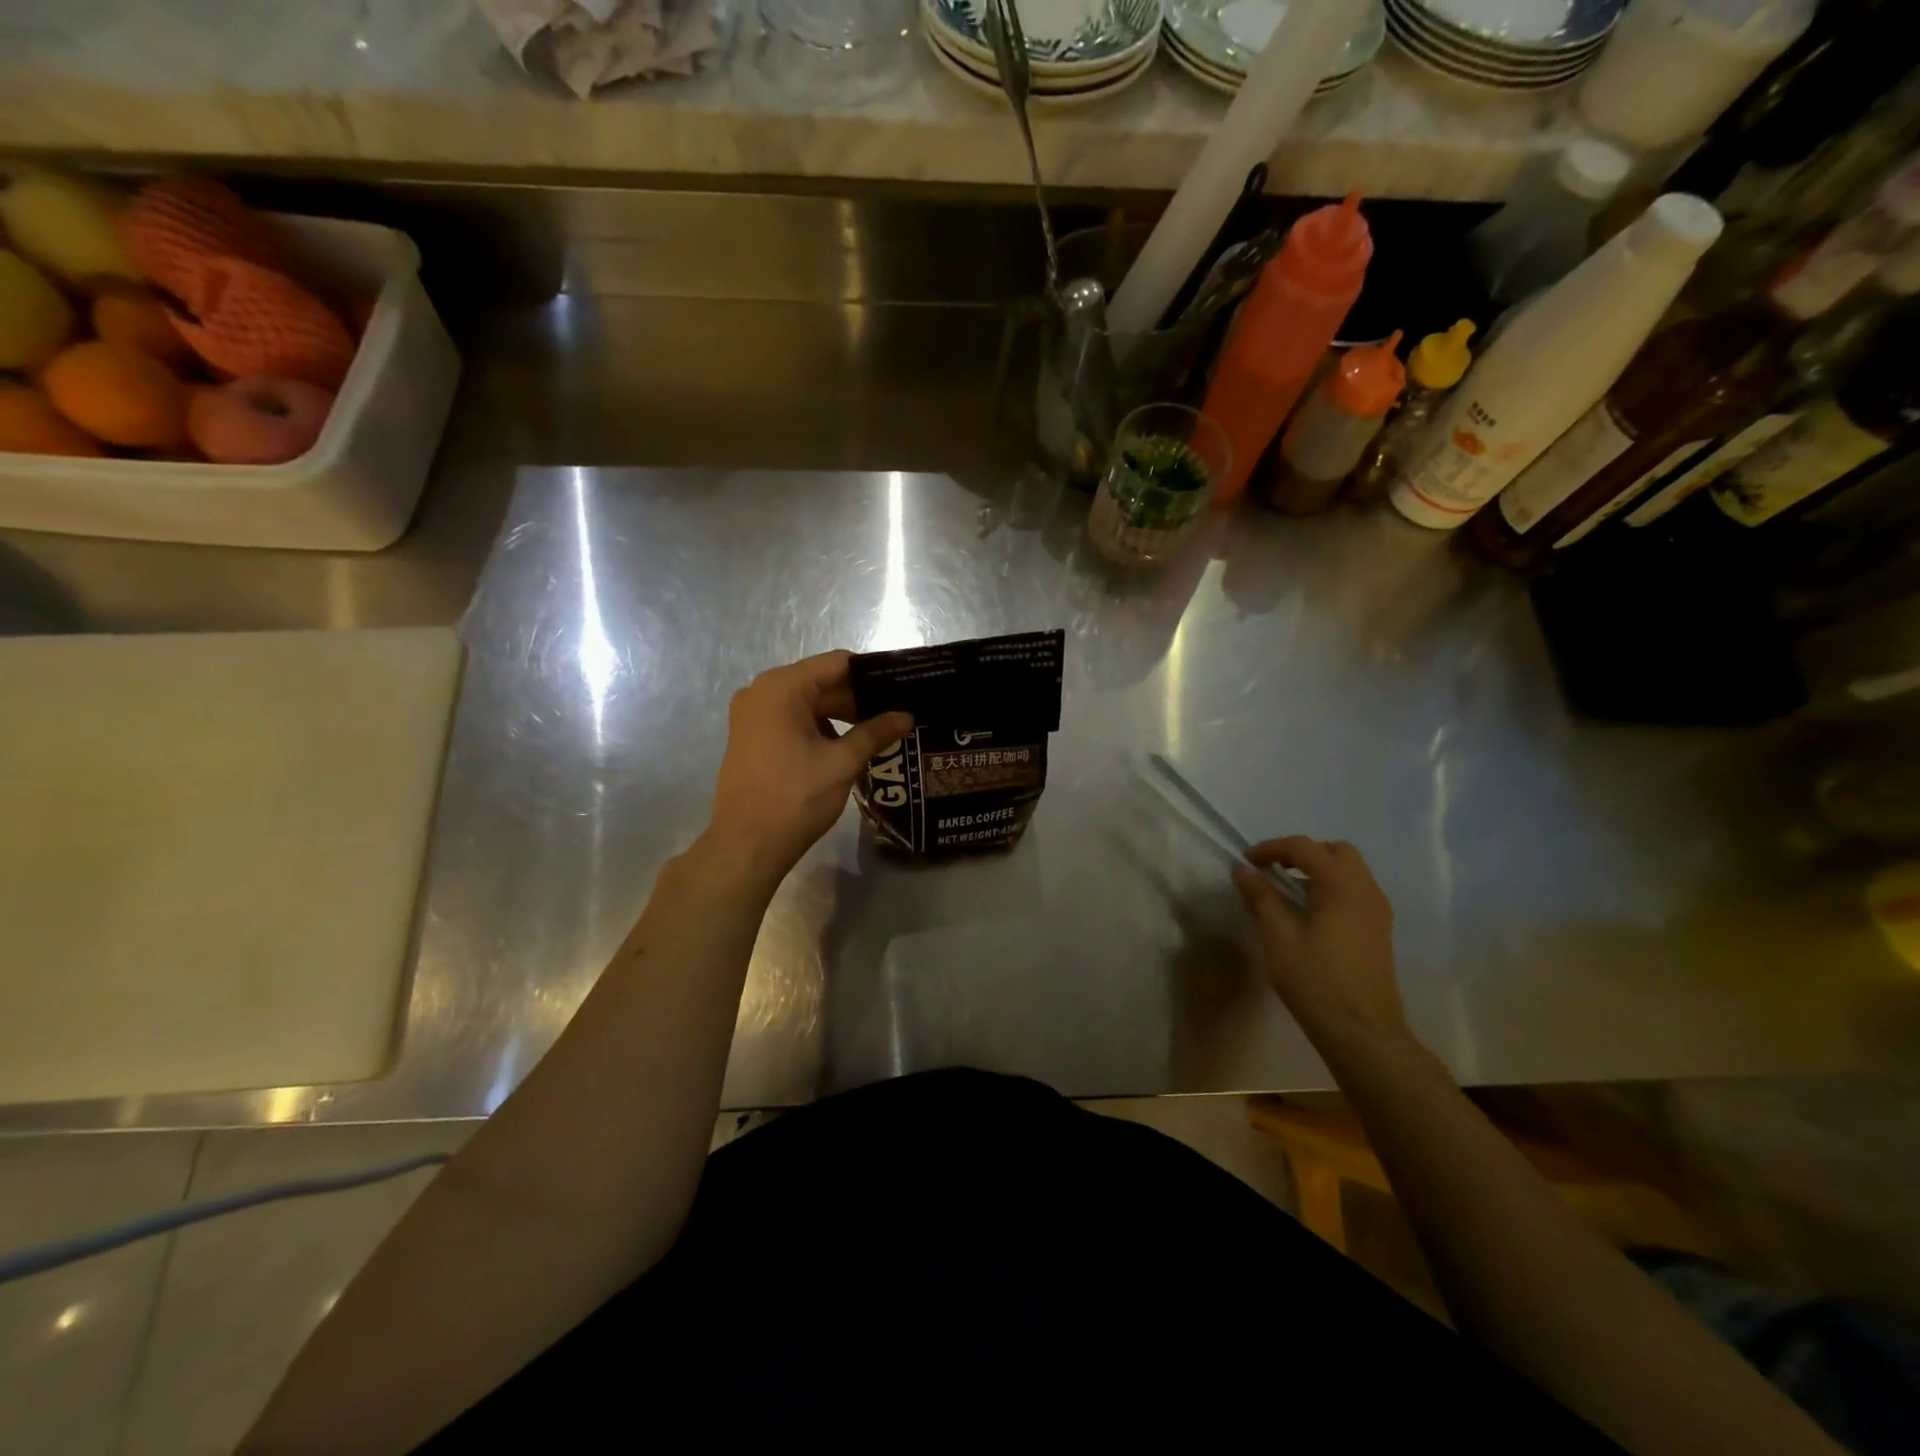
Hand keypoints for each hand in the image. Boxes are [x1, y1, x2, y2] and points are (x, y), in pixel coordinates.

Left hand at [704, 651, 912, 882]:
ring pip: (807, 702)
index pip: (837, 663)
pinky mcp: (750, 736)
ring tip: (878, 730)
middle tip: (897, 712)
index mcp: (782, 688)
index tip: (903, 685)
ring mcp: (751, 714)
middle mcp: (761, 691)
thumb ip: (875, 732)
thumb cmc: (795, 798)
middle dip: (858, 697)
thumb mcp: (842, 763)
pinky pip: (791, 719)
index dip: (872, 673)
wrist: (746, 846)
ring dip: (840, 714)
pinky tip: (847, 745)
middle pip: (820, 681)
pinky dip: (819, 727)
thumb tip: (906, 716)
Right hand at [1232, 837, 1412, 1065]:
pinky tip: (1308, 914)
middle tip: (1272, 871)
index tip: (1247, 862)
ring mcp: (1377, 911)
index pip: (1305, 847)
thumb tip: (1242, 870)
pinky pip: (1354, 892)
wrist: (1362, 1031)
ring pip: (1348, 871)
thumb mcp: (1278, 936)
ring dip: (1317, 871)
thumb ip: (1261, 897)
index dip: (1272, 848)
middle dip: (1301, 854)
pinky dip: (1330, 888)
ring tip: (1286, 893)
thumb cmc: (1316, 981)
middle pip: (1335, 851)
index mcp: (1342, 886)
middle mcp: (1366, 890)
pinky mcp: (1378, 930)